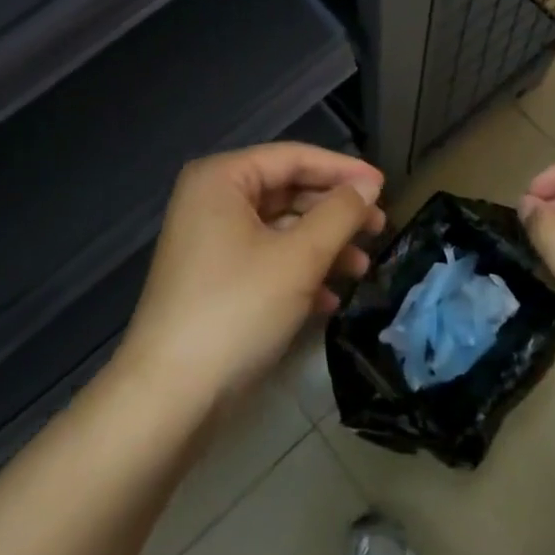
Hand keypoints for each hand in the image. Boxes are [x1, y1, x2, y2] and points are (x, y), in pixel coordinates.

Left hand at [118, 143, 384, 413]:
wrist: (170, 397)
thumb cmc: (236, 310)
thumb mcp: (298, 258)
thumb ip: (339, 214)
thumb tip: (368, 185)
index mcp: (221, 179)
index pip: (292, 157)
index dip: (342, 170)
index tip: (385, 186)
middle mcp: (211, 200)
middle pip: (286, 191)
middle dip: (334, 212)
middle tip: (380, 229)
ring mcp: (210, 241)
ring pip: (279, 229)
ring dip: (322, 246)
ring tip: (363, 269)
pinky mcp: (214, 279)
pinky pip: (265, 259)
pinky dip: (298, 273)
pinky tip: (330, 300)